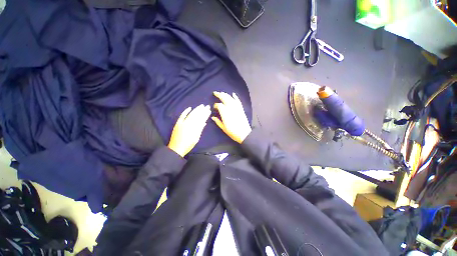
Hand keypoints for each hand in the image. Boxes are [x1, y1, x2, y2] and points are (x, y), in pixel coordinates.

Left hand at [168, 104, 210, 156]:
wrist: (176, 148)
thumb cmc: (188, 145)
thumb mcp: (196, 138)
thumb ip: (200, 129)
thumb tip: (204, 123)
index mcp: (194, 128)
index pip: (201, 119)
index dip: (205, 114)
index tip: (209, 110)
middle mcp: (189, 124)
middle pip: (197, 115)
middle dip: (202, 110)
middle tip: (206, 106)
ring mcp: (183, 123)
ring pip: (191, 114)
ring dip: (196, 110)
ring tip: (201, 106)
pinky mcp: (178, 123)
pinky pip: (182, 116)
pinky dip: (186, 111)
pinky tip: (189, 108)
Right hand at [212, 91, 251, 143]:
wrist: (244, 134)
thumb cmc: (233, 132)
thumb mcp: (223, 128)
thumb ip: (218, 121)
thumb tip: (213, 117)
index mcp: (225, 113)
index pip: (219, 105)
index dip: (215, 105)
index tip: (214, 107)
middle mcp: (230, 108)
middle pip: (224, 98)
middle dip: (219, 95)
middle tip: (215, 93)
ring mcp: (236, 108)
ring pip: (230, 98)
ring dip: (225, 94)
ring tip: (221, 93)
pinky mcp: (241, 109)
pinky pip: (238, 101)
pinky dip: (235, 97)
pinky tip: (233, 94)